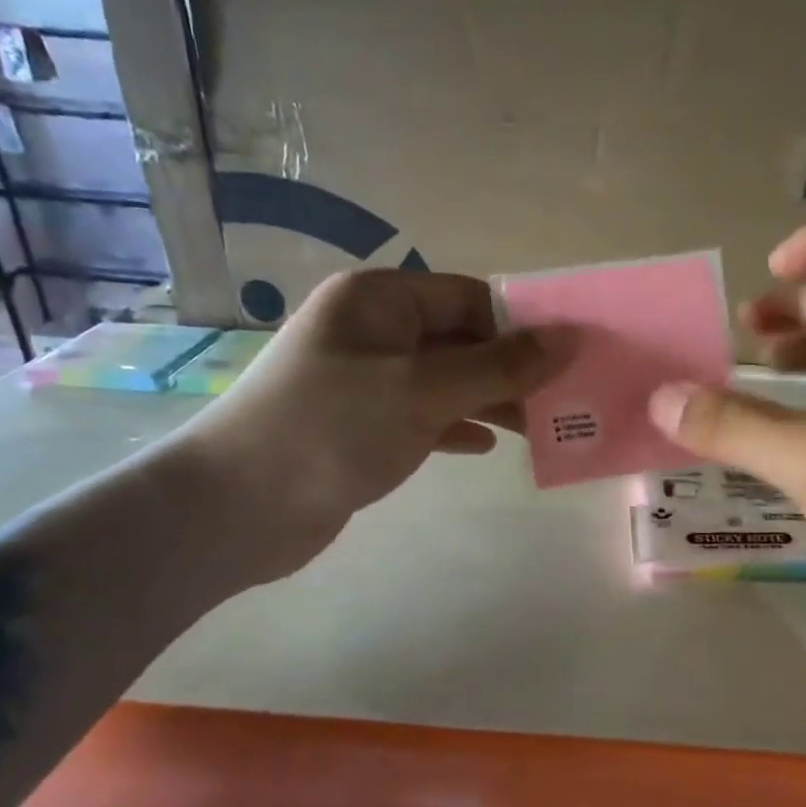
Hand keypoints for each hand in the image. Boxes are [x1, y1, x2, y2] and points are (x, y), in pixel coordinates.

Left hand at [160, 268, 572, 589]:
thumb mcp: (424, 390)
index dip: (520, 325)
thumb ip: (500, 366)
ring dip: (490, 400)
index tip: (567, 359)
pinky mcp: (362, 425)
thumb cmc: (332, 428)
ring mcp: (366, 380)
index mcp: (380, 301)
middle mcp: (373, 331)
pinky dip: (456, 426)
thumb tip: (568, 339)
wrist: (237, 508)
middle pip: (461, 339)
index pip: (469, 298)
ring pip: (446, 380)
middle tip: (563, 399)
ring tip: (539, 427)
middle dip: (510, 368)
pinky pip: (424, 415)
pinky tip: (486, 447)